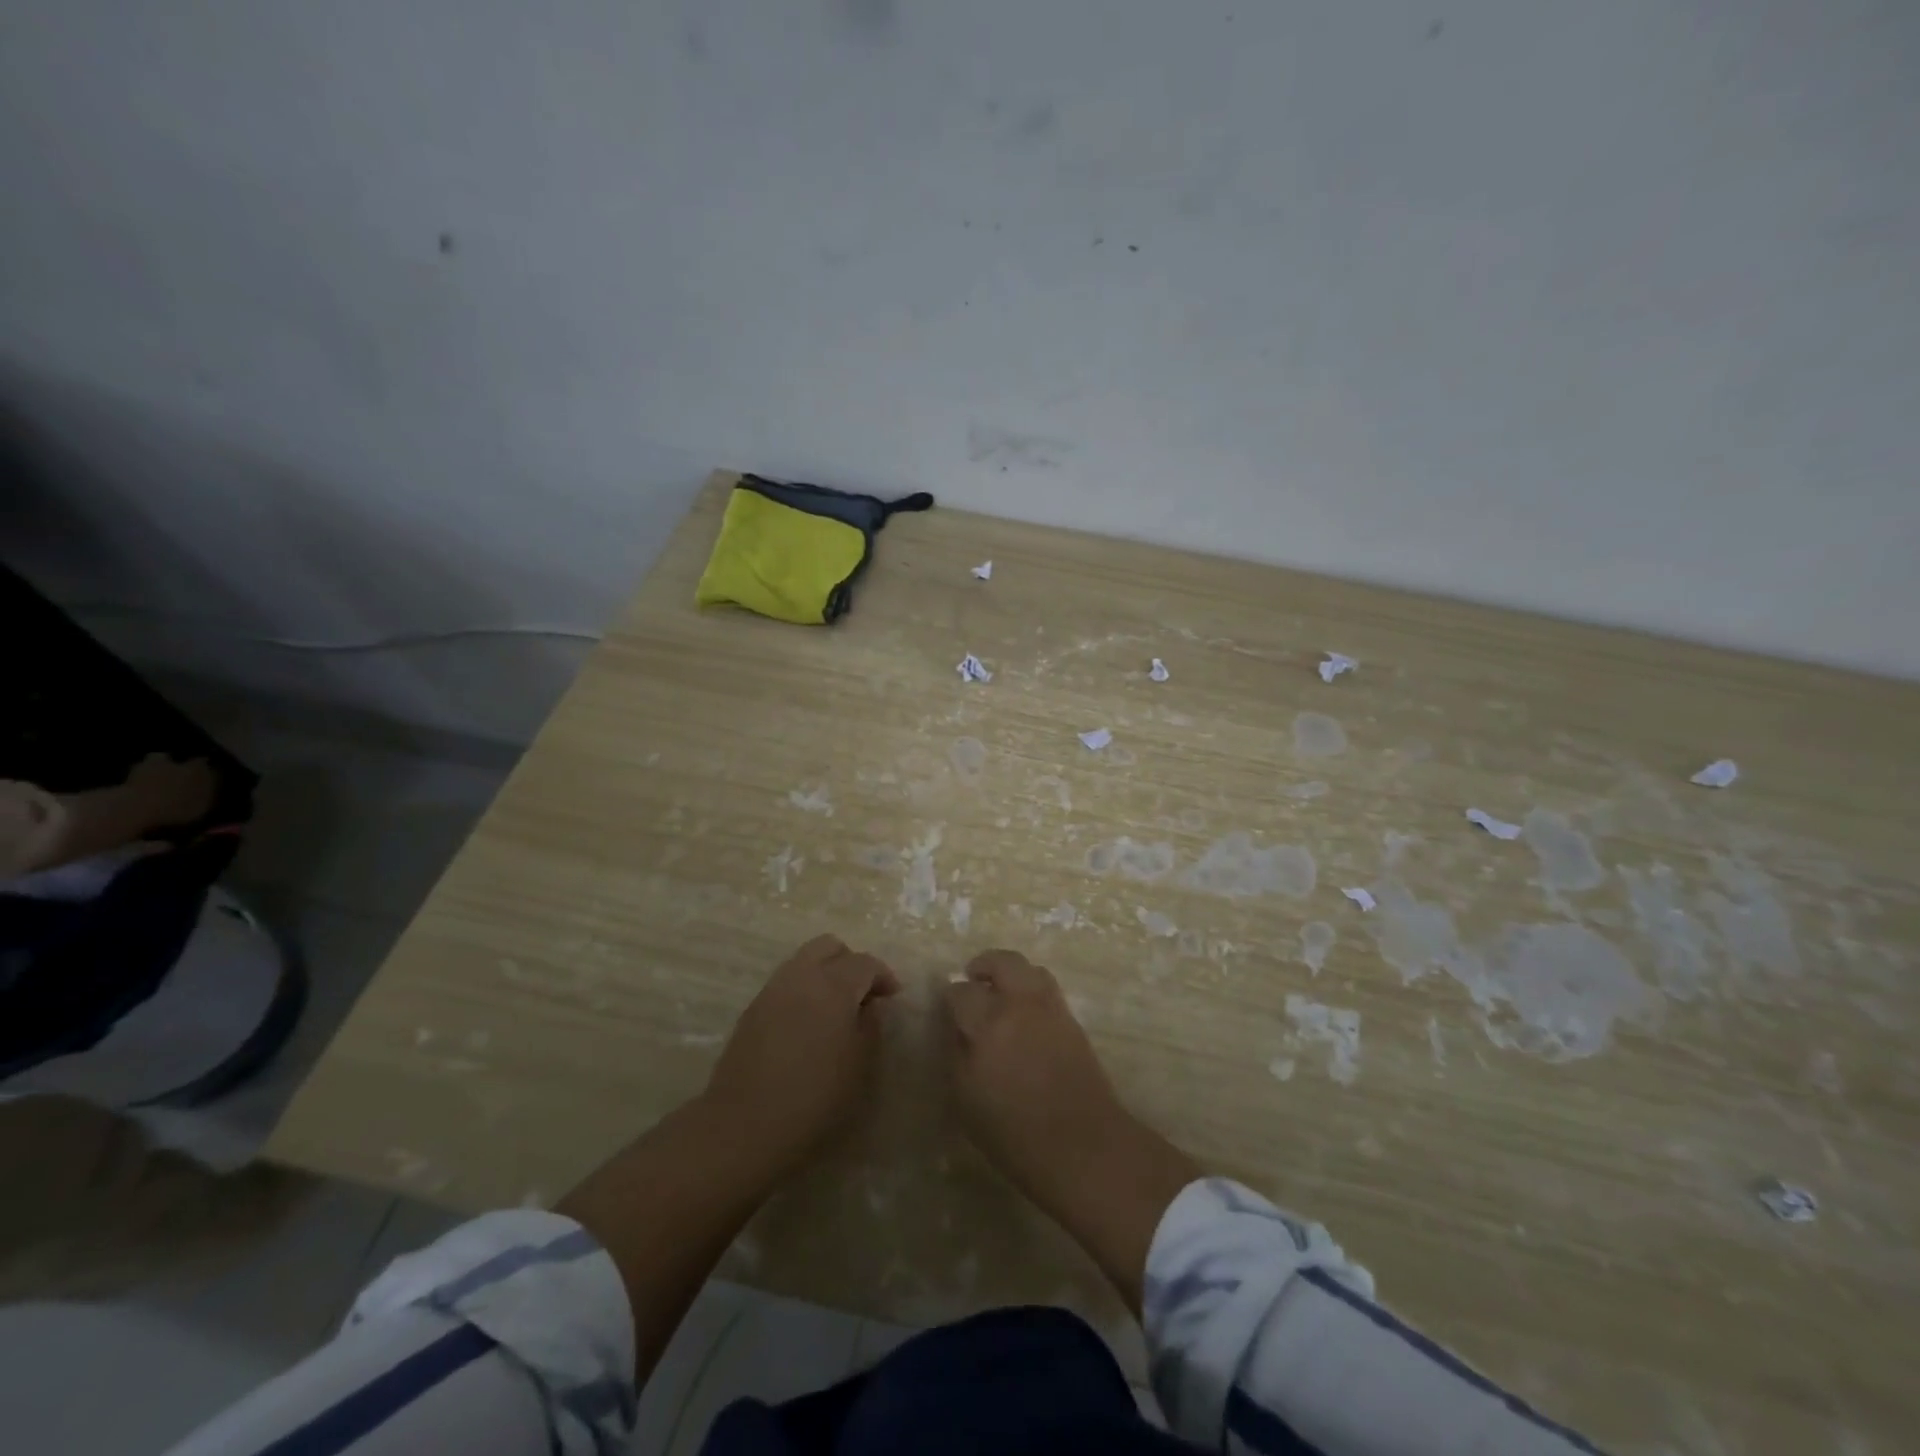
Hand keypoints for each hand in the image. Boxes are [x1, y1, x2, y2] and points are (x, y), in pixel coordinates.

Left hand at [702, 934, 900, 1176]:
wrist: (744, 1124)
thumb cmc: (814, 1098)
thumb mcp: (859, 1065)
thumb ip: (870, 1026)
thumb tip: (870, 1005)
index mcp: (833, 986)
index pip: (864, 962)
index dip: (883, 975)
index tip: (893, 996)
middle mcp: (802, 976)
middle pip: (829, 946)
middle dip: (850, 962)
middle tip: (862, 994)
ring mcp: (772, 990)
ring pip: (804, 960)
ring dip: (824, 973)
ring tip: (835, 1008)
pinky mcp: (753, 1009)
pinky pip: (786, 983)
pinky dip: (803, 990)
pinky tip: (809, 1023)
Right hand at [943, 949, 1127, 1198]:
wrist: (1082, 1146)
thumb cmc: (1014, 1133)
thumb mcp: (966, 1100)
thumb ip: (957, 1055)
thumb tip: (956, 1028)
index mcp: (988, 1023)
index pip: (961, 991)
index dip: (950, 996)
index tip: (946, 1007)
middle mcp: (1020, 1004)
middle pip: (1002, 962)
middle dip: (983, 965)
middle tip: (972, 978)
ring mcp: (1051, 1009)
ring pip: (1030, 969)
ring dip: (1011, 972)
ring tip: (1001, 991)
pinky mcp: (1073, 1021)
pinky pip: (1048, 989)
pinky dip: (1032, 988)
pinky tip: (1025, 1012)